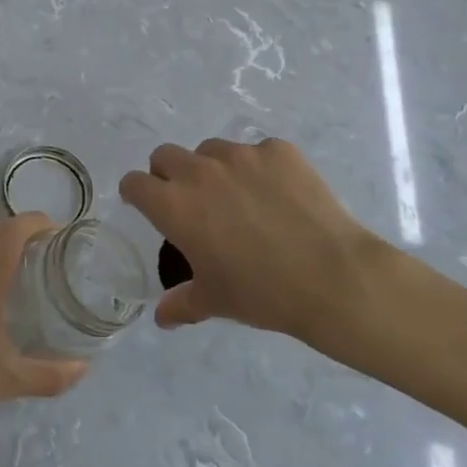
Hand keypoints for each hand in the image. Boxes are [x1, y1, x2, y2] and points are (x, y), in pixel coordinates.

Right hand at [120, 139, 398, 351]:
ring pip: (211, 150)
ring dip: (213, 168)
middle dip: (169, 174)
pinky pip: (257, 152)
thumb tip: (161, 317)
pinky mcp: (278, 150)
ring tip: (240, 198)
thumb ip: (181, 303)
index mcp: (174, 205)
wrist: (332, 278)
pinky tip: (279, 196)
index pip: (134, 183)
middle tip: (192, 202)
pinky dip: (259, 169)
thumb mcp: (214, 301)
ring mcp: (241, 155)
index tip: (148, 207)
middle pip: (165, 156)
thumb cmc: (262, 293)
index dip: (137, 194)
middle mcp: (200, 171)